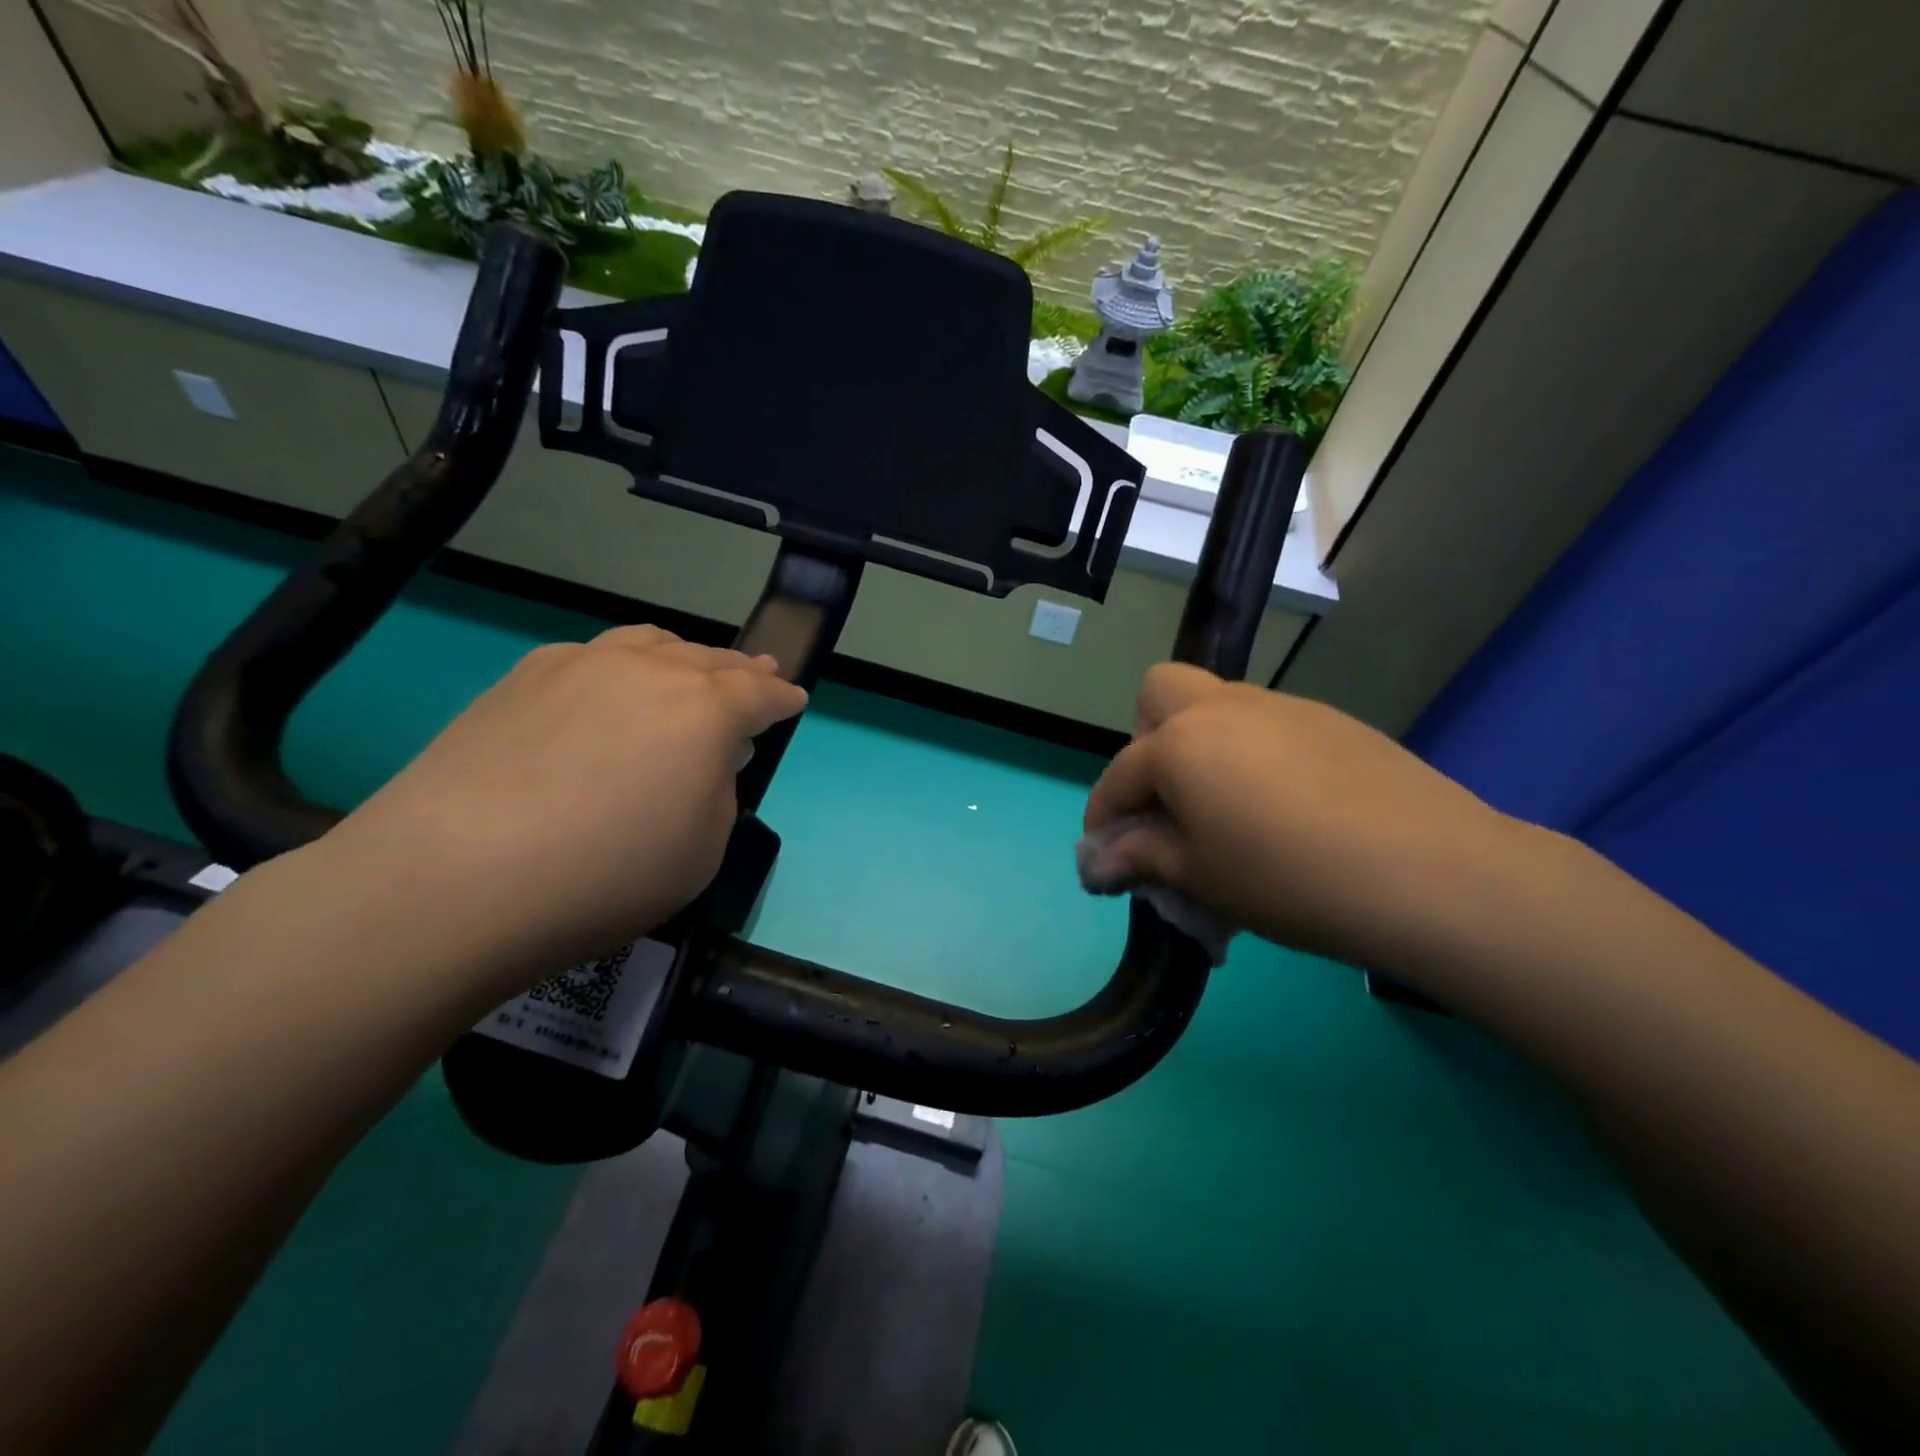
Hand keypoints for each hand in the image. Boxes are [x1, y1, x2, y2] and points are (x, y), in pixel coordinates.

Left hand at [310, 626, 806, 1003]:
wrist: (451, 880)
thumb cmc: (604, 876)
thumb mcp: (702, 850)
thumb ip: (719, 792)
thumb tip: (705, 759)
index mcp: (704, 710)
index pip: (759, 691)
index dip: (781, 697)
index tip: (794, 699)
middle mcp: (648, 670)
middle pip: (709, 659)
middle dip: (741, 668)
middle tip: (757, 672)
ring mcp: (579, 666)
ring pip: (649, 643)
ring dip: (682, 657)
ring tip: (691, 668)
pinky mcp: (522, 678)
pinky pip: (594, 656)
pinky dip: (623, 665)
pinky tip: (611, 689)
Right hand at [1084, 663, 1527, 974]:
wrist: (1430, 873)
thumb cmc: (1289, 879)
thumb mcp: (1201, 878)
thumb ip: (1143, 858)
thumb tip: (1100, 861)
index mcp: (1180, 743)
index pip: (1119, 775)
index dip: (1103, 816)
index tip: (1106, 855)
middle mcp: (1224, 708)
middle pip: (1160, 692)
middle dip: (1146, 740)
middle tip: (1168, 799)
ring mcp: (1284, 707)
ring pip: (1219, 705)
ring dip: (1203, 746)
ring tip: (1230, 811)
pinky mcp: (1334, 721)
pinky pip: (1270, 725)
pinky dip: (1254, 754)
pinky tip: (1288, 808)